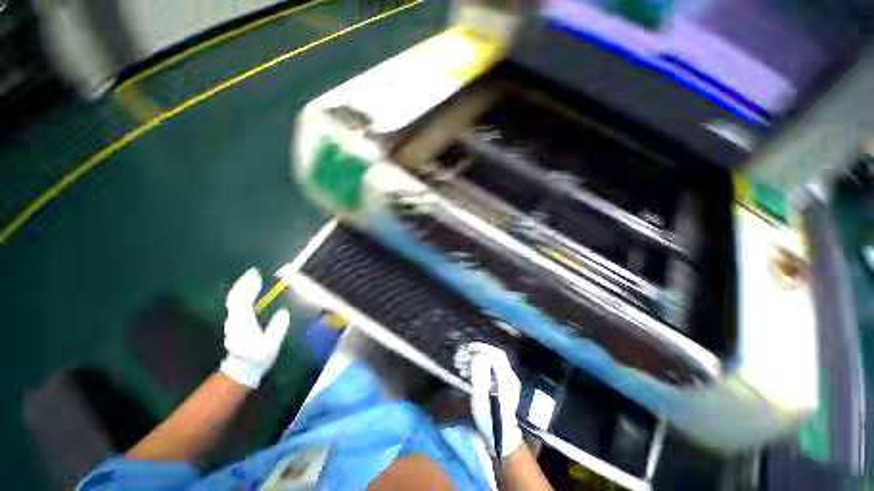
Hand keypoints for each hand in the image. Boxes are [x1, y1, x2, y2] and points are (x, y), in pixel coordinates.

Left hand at [219, 268, 289, 388]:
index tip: (256, 275)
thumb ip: (277, 328)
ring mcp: (233, 321)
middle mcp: (235, 320)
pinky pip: (236, 304)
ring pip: (234, 300)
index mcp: (244, 323)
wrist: (242, 370)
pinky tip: (248, 292)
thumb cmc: (258, 358)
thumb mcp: (271, 344)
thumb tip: (284, 312)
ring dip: (242, 288)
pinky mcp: (235, 323)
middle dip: (243, 284)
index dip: (249, 287)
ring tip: (251, 279)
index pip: (243, 301)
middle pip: (235, 298)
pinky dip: (241, 295)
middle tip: (253, 272)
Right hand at [469, 342, 522, 459]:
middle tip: (460, 357)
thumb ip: (480, 375)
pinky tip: (466, 372)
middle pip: (493, 356)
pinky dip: (477, 366)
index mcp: (506, 378)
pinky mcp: (502, 385)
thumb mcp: (481, 398)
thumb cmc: (488, 419)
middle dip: (476, 353)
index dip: (482, 348)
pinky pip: (489, 369)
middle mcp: (509, 376)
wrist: (500, 438)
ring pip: (490, 362)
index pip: (496, 354)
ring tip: (460, 366)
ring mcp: (506, 381)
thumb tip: (478, 356)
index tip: (468, 348)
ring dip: (474, 359)